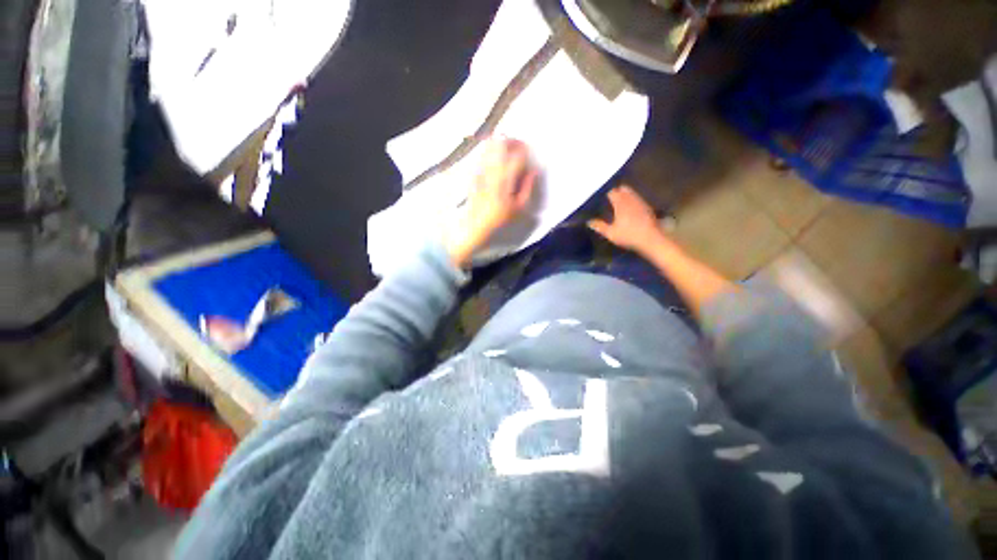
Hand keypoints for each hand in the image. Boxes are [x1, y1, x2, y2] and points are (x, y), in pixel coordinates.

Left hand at [444, 138, 537, 267]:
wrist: (474, 226)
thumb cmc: (499, 219)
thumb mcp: (519, 208)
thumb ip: (528, 188)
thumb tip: (534, 170)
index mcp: (505, 180)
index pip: (516, 155)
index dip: (523, 148)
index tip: (528, 149)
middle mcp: (492, 171)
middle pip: (500, 144)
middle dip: (510, 140)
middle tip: (516, 144)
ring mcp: (481, 171)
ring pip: (489, 146)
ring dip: (499, 142)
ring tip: (506, 148)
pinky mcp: (473, 173)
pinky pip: (481, 155)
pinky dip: (489, 150)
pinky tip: (493, 156)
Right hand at [587, 185, 669, 254]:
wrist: (651, 239)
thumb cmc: (628, 235)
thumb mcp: (611, 233)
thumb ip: (599, 226)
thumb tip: (589, 222)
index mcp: (620, 203)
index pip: (612, 192)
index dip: (606, 192)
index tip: (601, 195)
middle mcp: (631, 199)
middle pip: (623, 188)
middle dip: (617, 190)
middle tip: (610, 195)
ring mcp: (640, 202)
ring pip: (632, 193)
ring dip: (626, 194)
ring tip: (619, 199)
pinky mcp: (647, 207)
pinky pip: (638, 199)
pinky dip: (632, 199)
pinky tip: (630, 207)